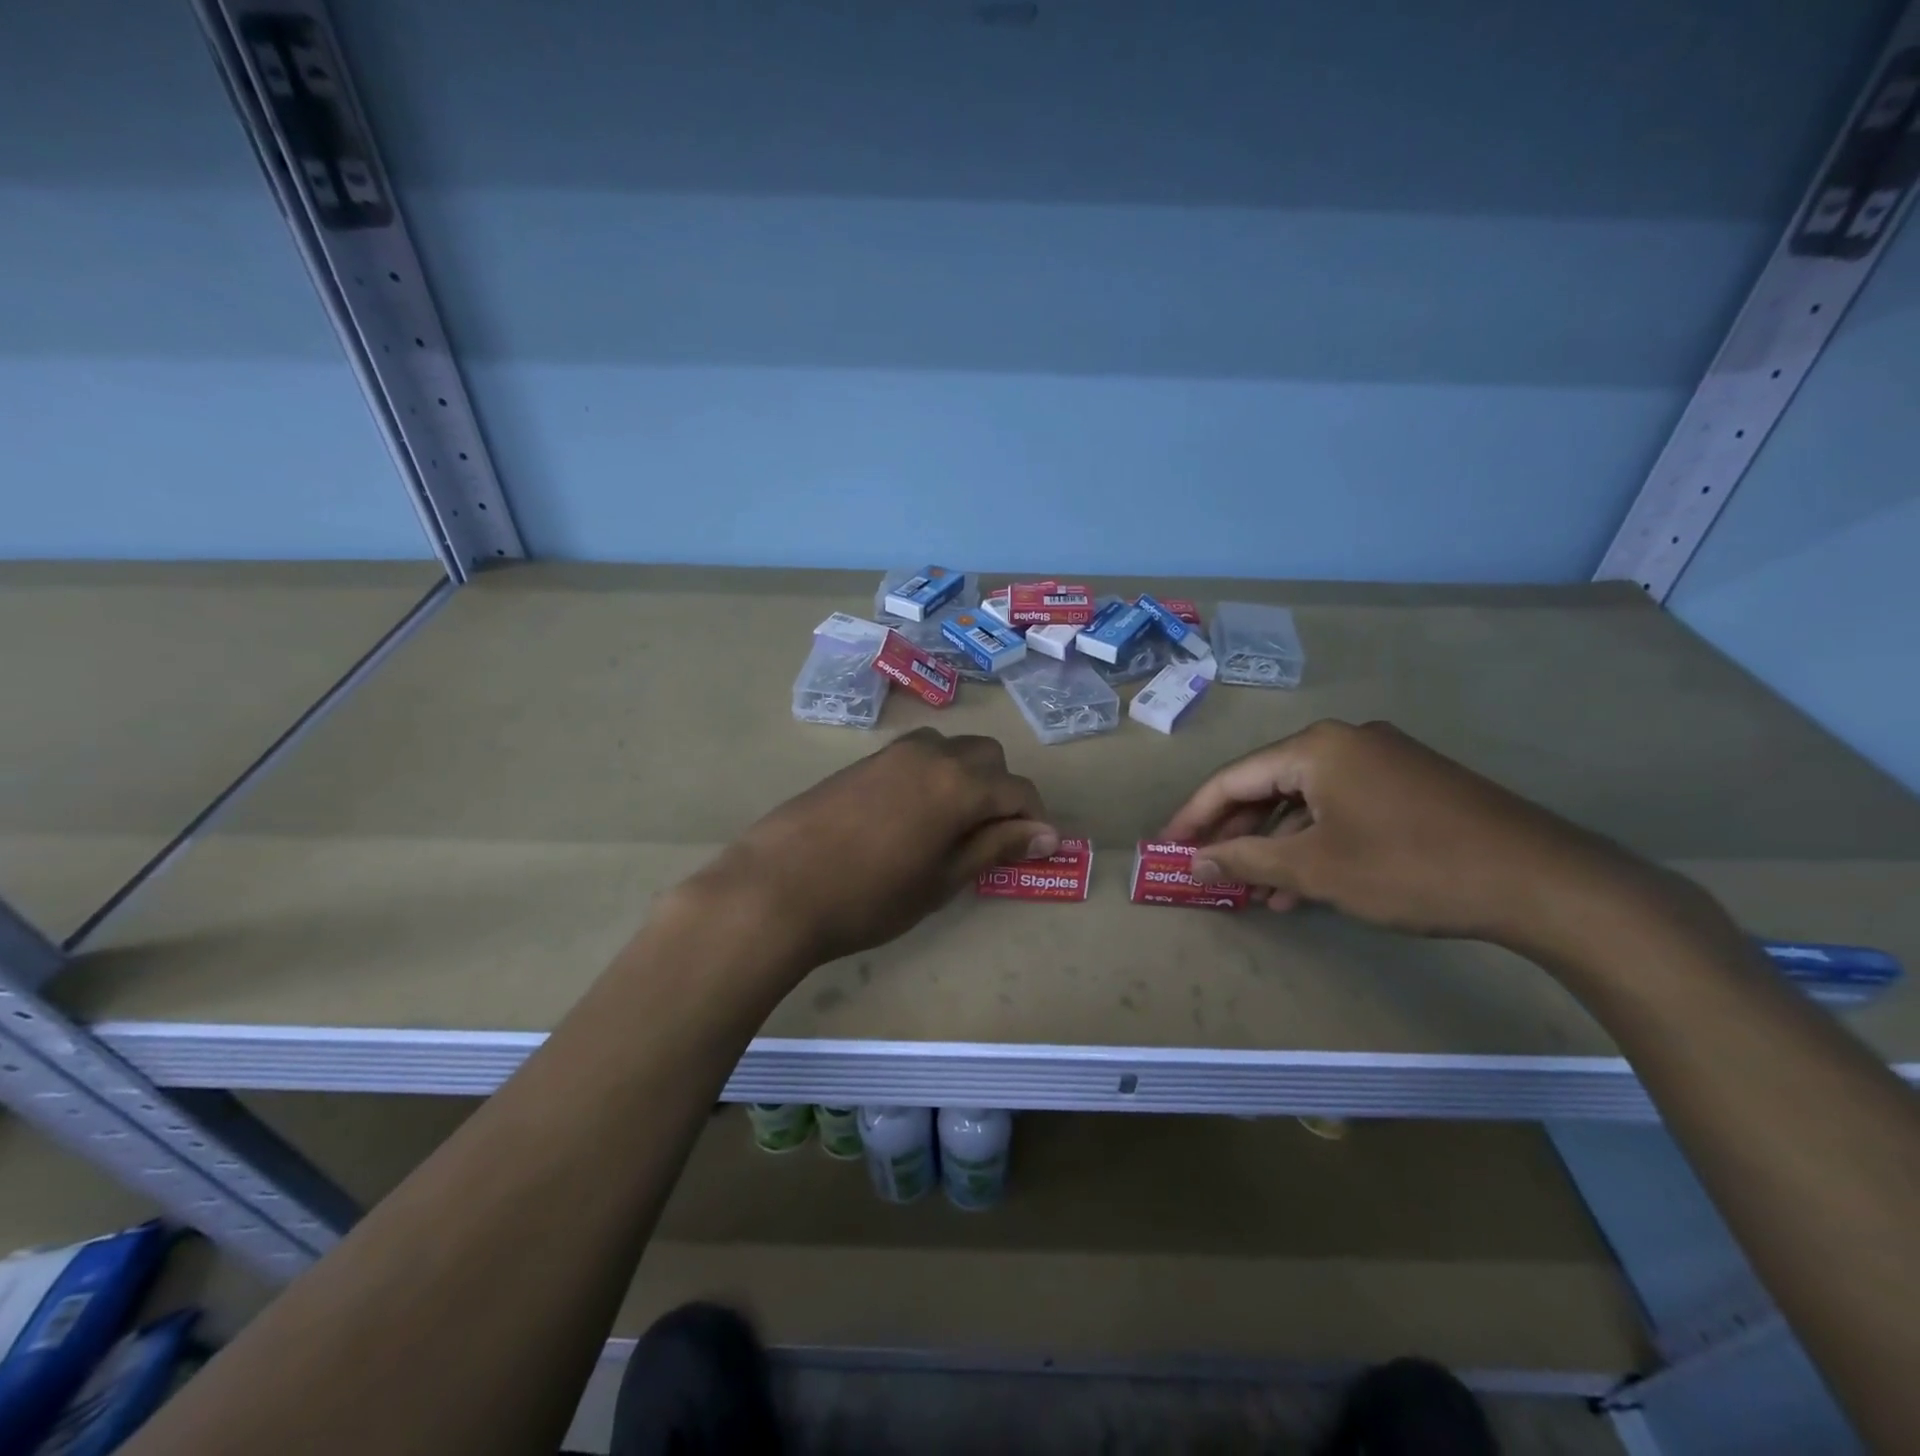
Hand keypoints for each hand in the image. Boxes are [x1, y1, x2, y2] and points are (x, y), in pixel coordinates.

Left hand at [701, 729, 1056, 964]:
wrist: (776, 888)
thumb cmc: (869, 897)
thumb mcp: (942, 880)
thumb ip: (995, 848)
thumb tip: (1046, 834)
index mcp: (958, 783)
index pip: (1017, 790)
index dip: (1033, 819)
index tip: (1034, 849)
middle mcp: (931, 754)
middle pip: (987, 756)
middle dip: (1001, 790)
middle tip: (990, 837)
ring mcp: (892, 753)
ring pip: (950, 749)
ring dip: (965, 776)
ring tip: (950, 824)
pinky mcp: (862, 761)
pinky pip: (915, 756)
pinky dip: (931, 775)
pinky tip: (910, 816)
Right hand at [1161, 719, 1638, 947]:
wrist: (1542, 881)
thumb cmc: (1410, 867)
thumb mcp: (1316, 869)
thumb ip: (1247, 860)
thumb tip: (1196, 860)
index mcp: (1316, 748)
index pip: (1233, 779)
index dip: (1194, 815)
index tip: (1168, 847)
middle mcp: (1345, 742)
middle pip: (1268, 786)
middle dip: (1236, 833)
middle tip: (1208, 870)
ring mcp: (1383, 762)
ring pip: (1306, 802)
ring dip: (1276, 845)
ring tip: (1253, 891)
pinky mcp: (1411, 786)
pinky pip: (1341, 810)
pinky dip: (1316, 844)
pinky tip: (1303, 887)